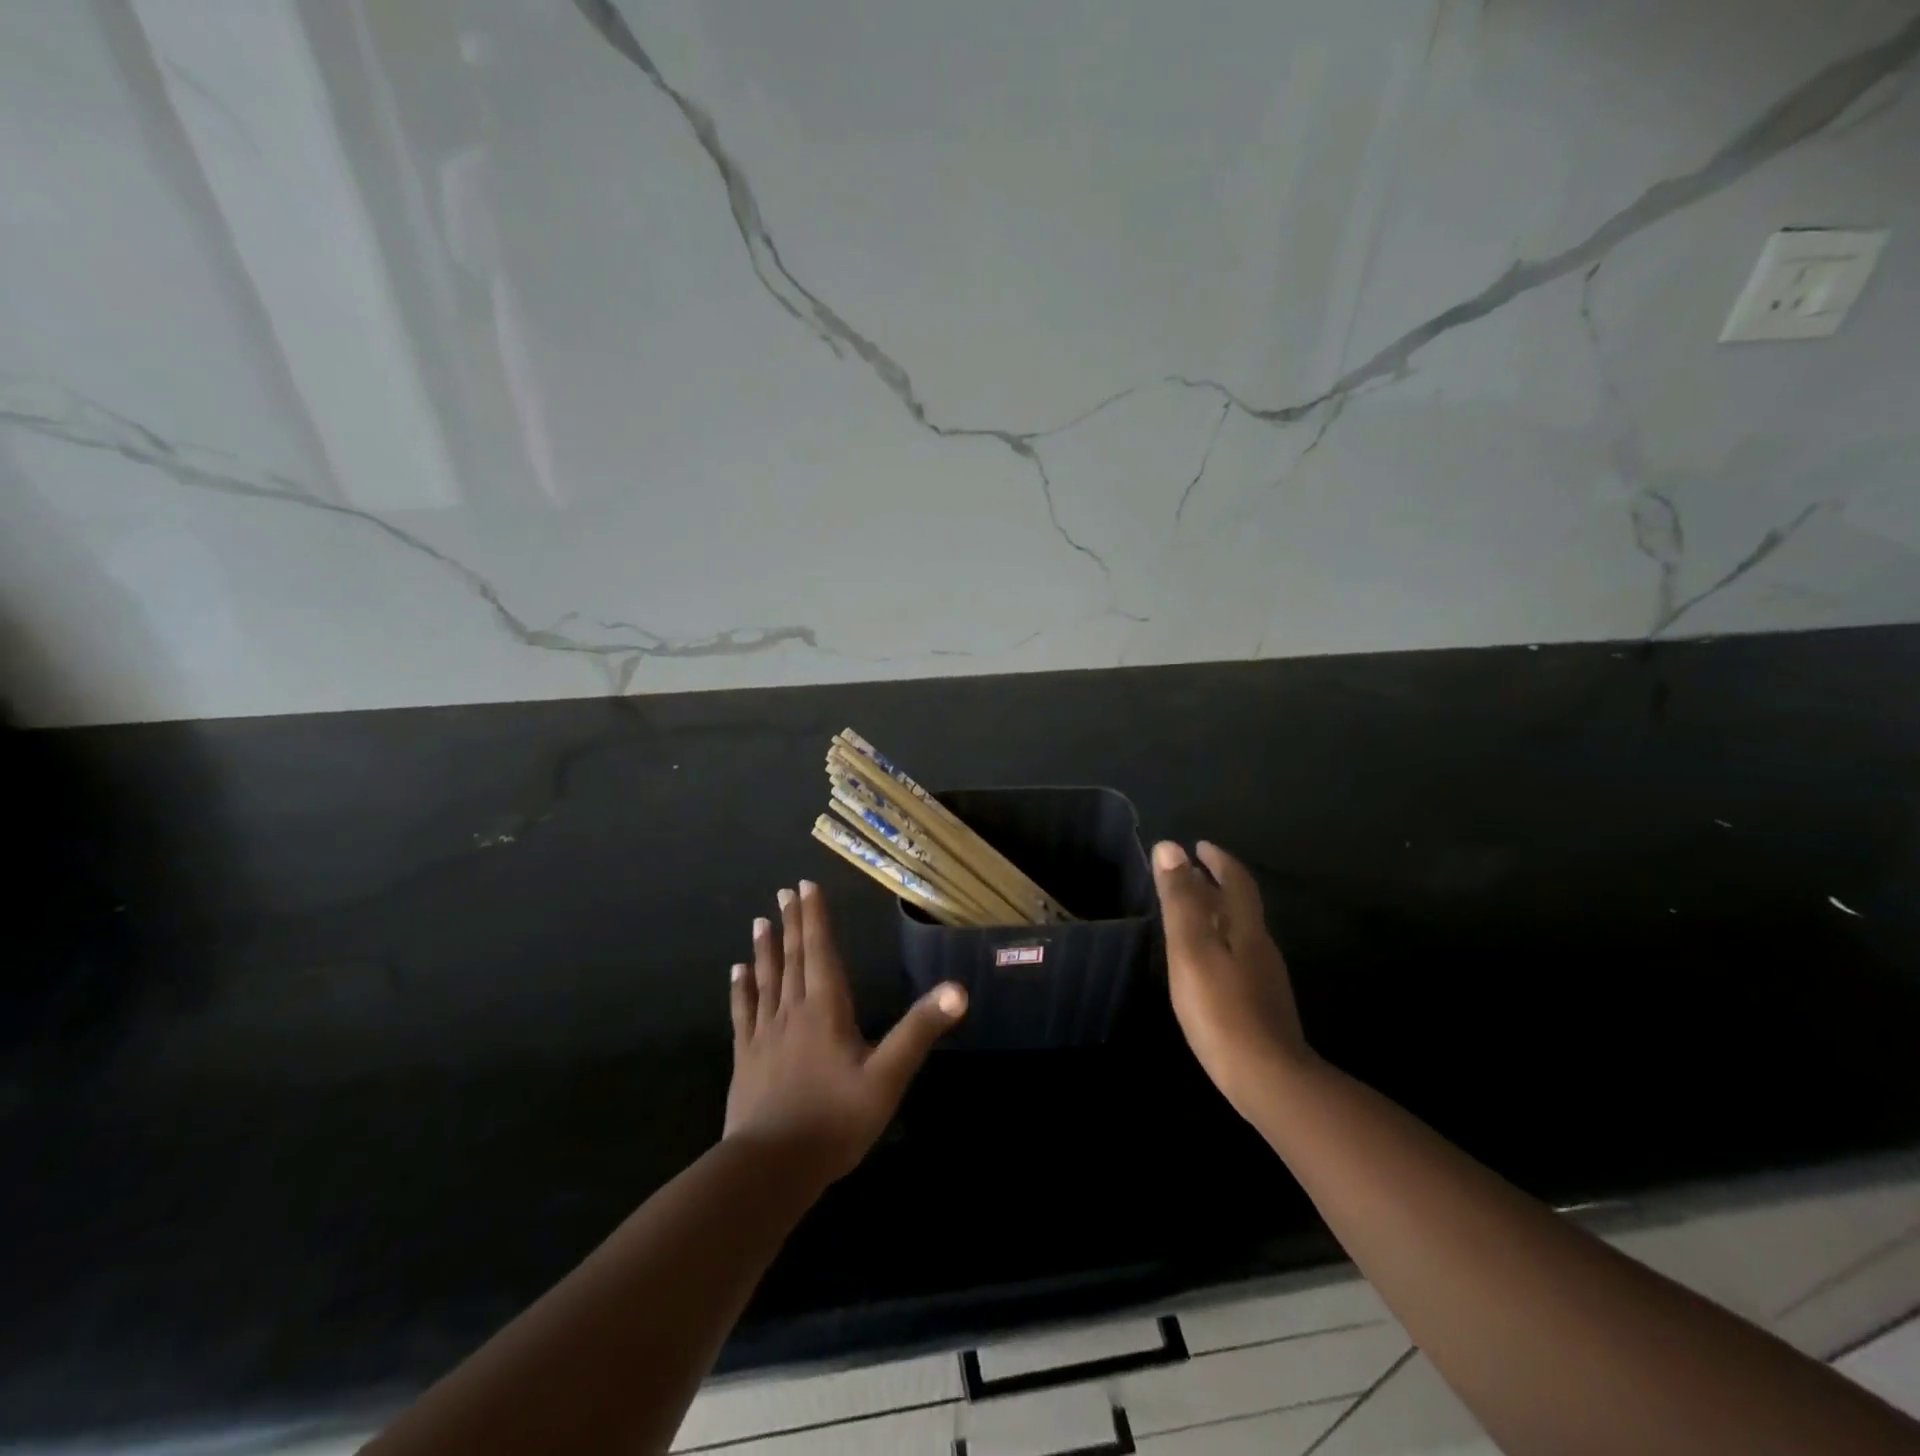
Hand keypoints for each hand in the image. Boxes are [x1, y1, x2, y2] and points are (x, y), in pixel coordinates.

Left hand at [725, 879, 966, 1182]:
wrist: (771, 1166)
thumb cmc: (835, 1120)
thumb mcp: (888, 1077)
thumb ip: (919, 1030)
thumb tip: (957, 989)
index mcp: (826, 1009)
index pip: (821, 951)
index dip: (815, 918)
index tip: (805, 886)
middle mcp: (793, 1011)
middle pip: (793, 958)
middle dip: (792, 924)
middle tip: (785, 892)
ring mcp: (765, 1033)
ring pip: (766, 979)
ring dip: (765, 949)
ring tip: (761, 921)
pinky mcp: (746, 1057)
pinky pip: (744, 1012)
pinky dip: (741, 989)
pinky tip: (736, 972)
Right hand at [1152, 841, 1312, 1115]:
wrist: (1268, 1080)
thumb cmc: (1221, 1009)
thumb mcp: (1191, 949)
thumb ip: (1180, 900)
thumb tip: (1170, 847)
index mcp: (1246, 928)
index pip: (1236, 881)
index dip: (1218, 860)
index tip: (1199, 845)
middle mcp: (1260, 947)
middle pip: (1240, 906)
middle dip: (1215, 884)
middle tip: (1188, 874)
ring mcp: (1264, 979)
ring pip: (1239, 933)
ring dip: (1216, 914)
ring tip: (1189, 913)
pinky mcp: (1261, 1005)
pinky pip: (1237, 958)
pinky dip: (1218, 943)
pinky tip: (1204, 963)